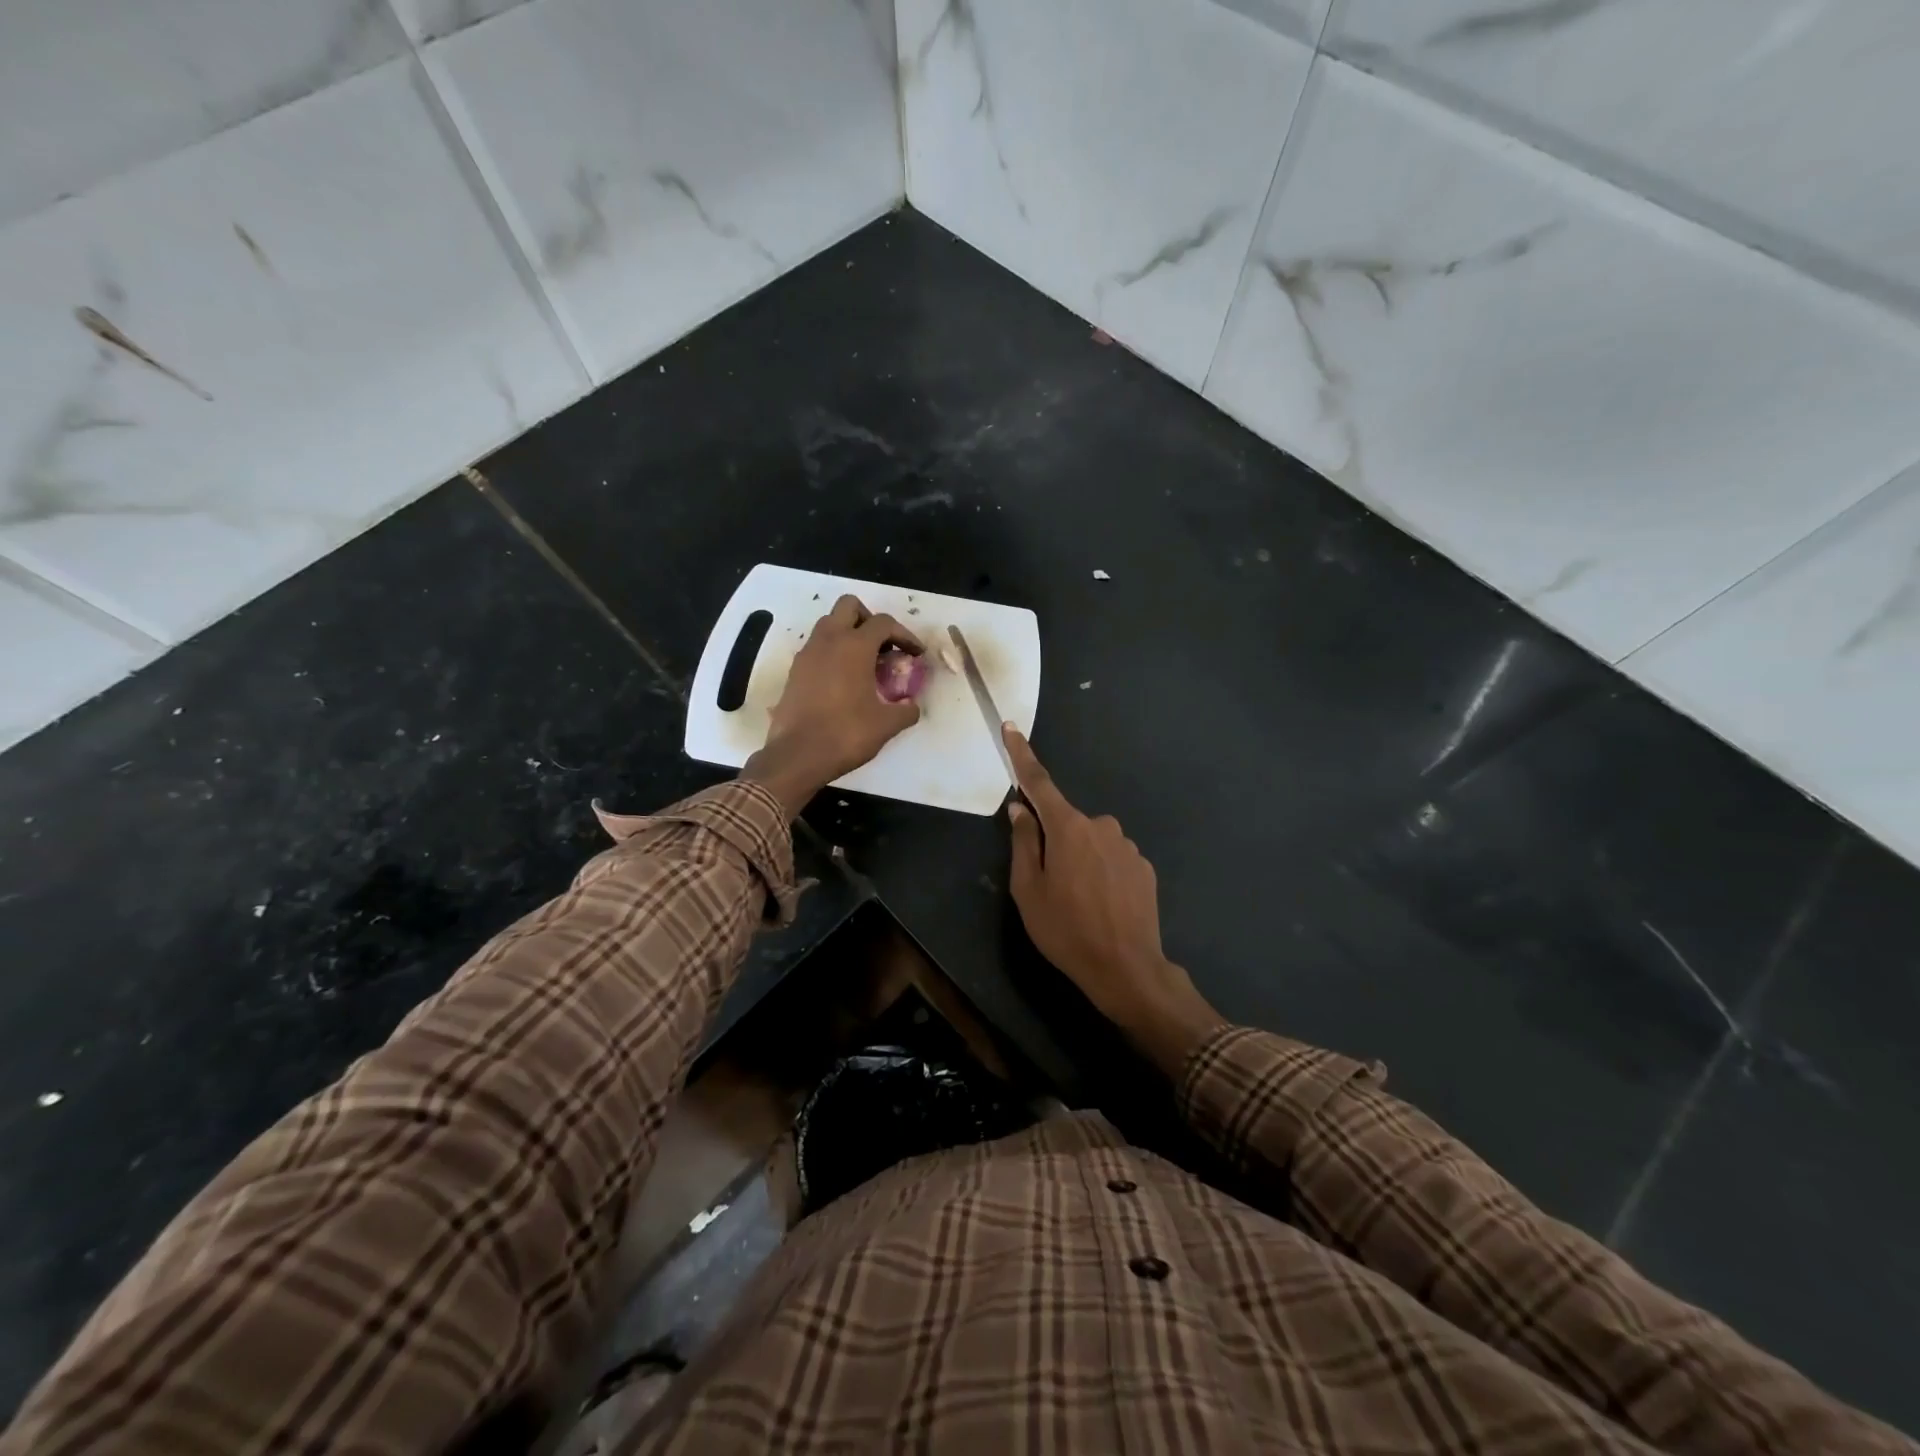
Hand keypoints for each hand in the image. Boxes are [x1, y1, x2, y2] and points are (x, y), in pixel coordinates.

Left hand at [742, 595, 922, 817]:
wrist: (797, 756)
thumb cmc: (845, 734)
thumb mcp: (886, 725)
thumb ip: (905, 711)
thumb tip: (912, 706)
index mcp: (854, 646)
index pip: (884, 623)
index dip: (904, 635)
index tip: (915, 654)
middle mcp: (828, 641)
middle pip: (849, 607)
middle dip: (870, 620)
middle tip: (884, 647)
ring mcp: (807, 654)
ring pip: (829, 624)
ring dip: (848, 634)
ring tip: (864, 663)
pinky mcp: (795, 671)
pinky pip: (817, 647)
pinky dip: (832, 653)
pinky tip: (843, 680)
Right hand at [1003, 727, 1223, 1075]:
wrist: (1127, 968)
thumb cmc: (1066, 930)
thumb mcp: (1028, 889)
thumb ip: (1023, 842)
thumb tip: (1020, 809)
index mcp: (1068, 827)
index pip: (1039, 782)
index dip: (1022, 755)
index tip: (1011, 728)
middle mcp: (1101, 825)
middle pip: (1066, 822)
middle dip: (1054, 841)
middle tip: (1048, 885)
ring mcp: (1127, 845)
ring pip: (1091, 842)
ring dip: (1080, 860)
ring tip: (1079, 903)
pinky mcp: (1144, 866)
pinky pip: (1112, 859)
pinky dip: (1102, 873)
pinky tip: (1102, 905)